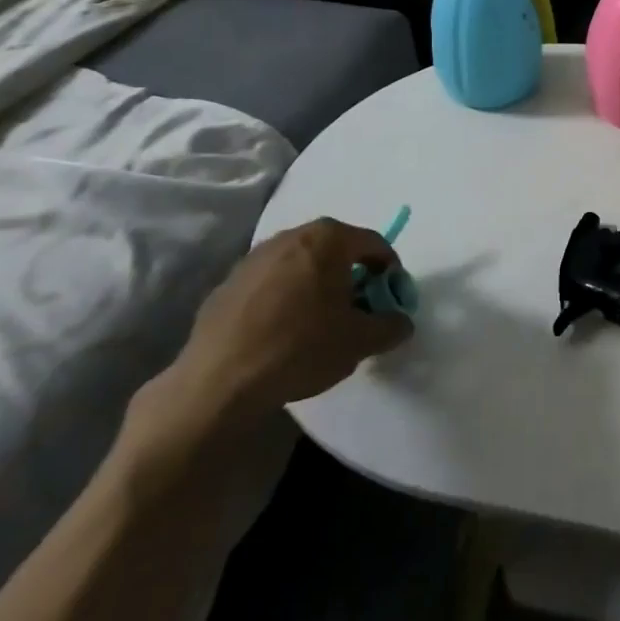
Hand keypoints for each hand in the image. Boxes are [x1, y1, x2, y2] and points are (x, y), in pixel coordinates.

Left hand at [125, 219, 412, 468]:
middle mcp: (290, 237)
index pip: (373, 243)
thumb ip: (391, 326)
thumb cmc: (301, 347)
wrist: (218, 383)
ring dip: (316, 286)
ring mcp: (253, 259)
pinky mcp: (226, 286)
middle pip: (335, 249)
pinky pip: (269, 285)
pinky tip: (282, 334)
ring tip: (319, 323)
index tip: (390, 299)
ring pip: (300, 265)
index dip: (389, 270)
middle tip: (358, 309)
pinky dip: (284, 299)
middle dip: (351, 275)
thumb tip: (401, 322)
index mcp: (328, 239)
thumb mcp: (361, 341)